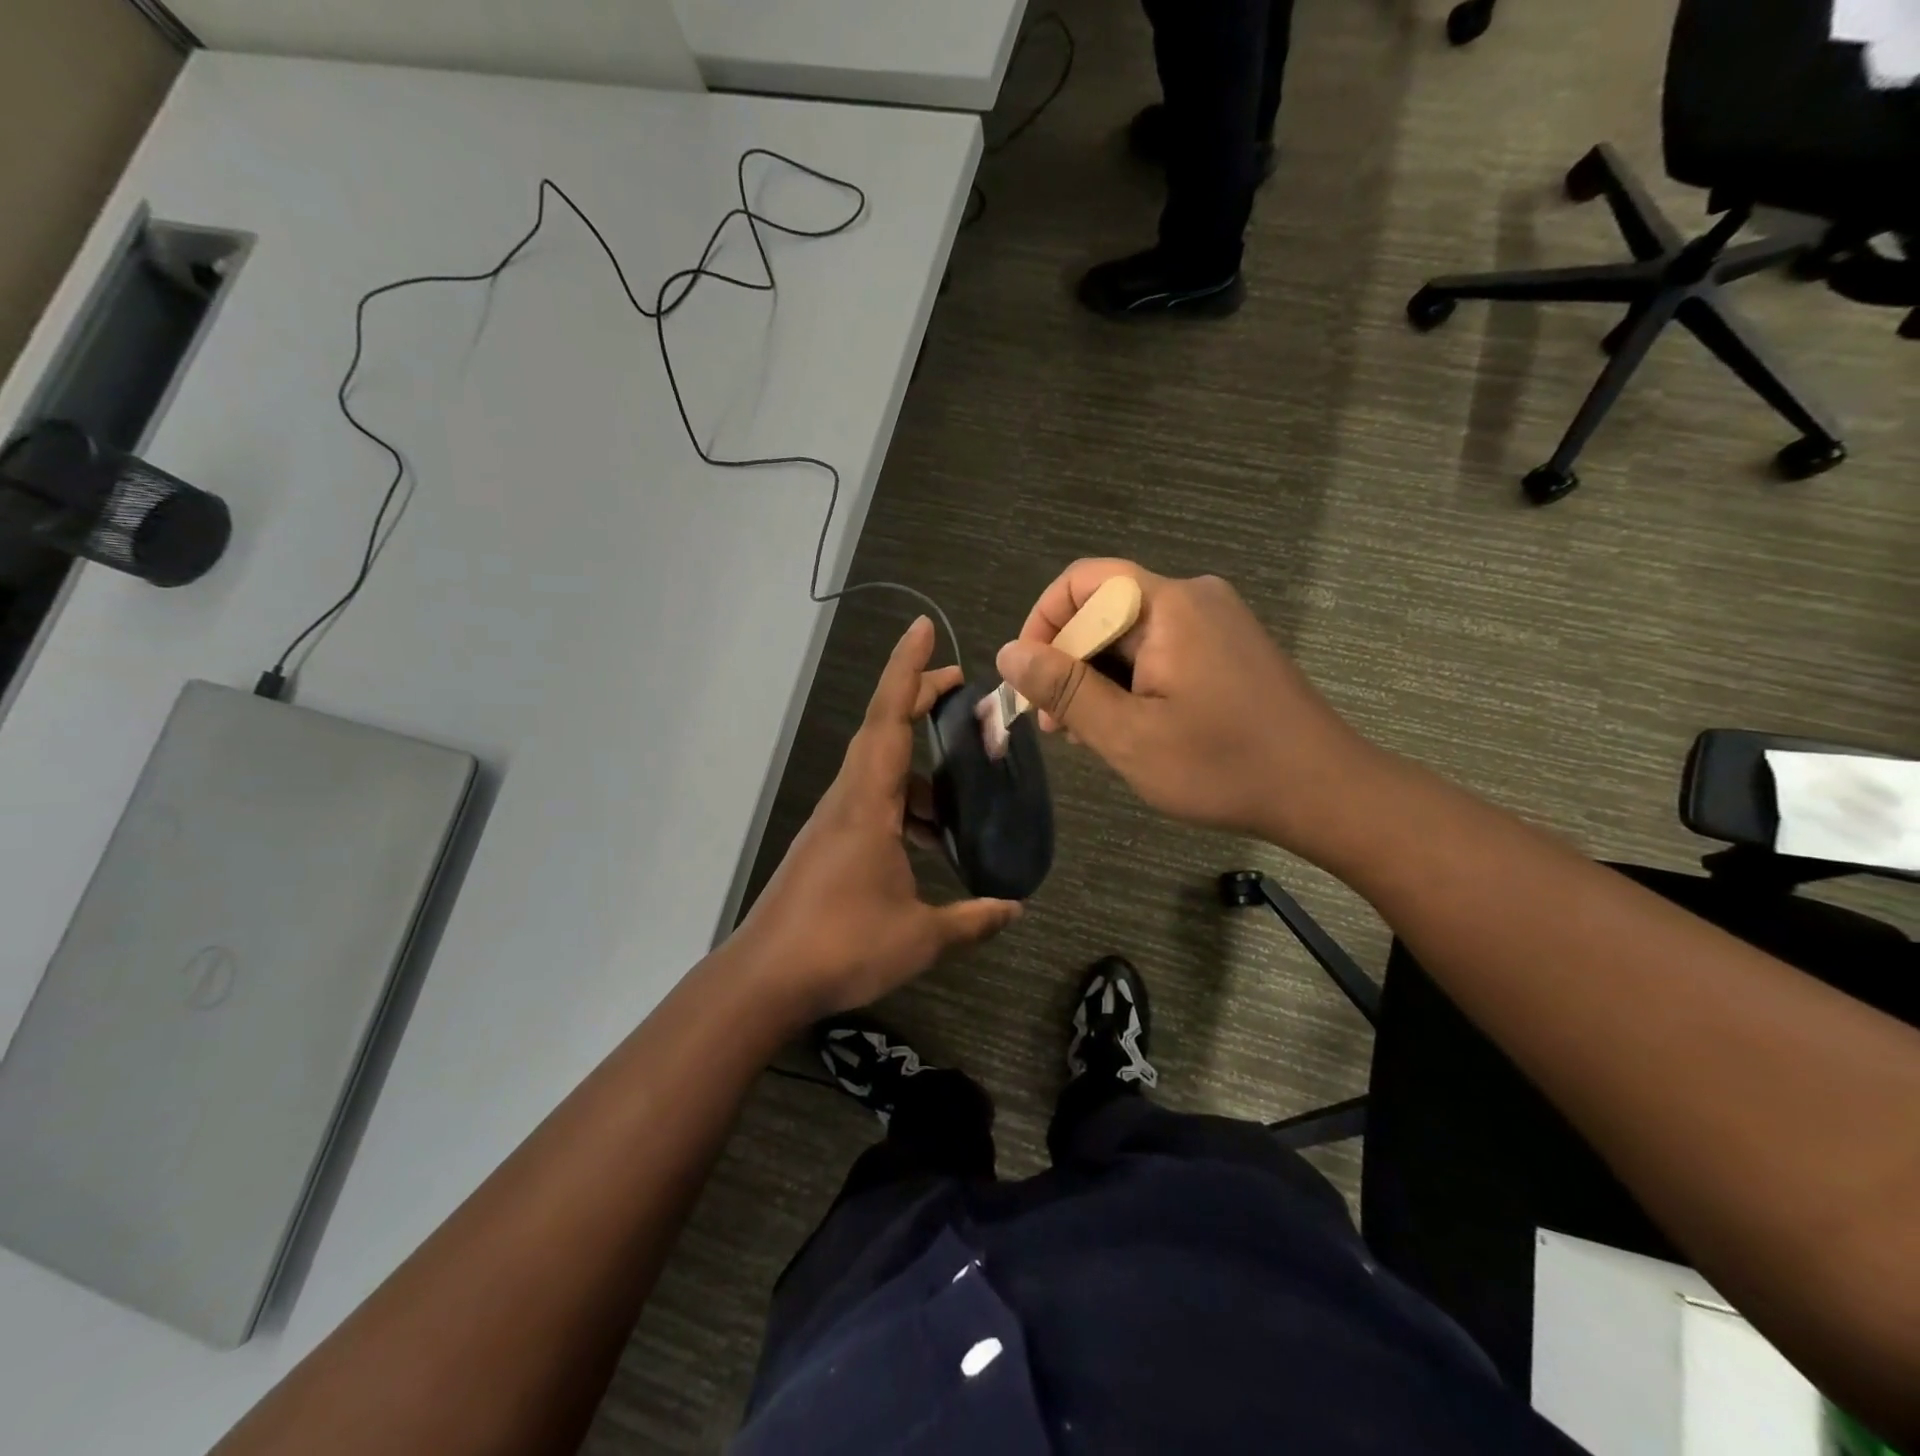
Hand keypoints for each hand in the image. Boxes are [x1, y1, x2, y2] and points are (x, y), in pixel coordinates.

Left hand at [737, 616, 1021, 1020]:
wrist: (766, 978)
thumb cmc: (842, 947)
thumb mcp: (920, 936)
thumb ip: (972, 919)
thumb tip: (1016, 908)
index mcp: (869, 803)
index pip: (889, 718)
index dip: (908, 670)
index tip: (924, 629)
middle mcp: (848, 799)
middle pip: (883, 730)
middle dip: (919, 699)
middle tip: (961, 689)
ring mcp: (835, 821)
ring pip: (880, 771)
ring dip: (919, 769)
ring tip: (962, 793)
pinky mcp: (829, 844)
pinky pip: (873, 803)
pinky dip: (905, 805)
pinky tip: (930, 841)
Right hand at [994, 560, 1377, 852]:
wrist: (1325, 791)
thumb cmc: (1223, 765)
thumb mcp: (1129, 734)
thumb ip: (1064, 689)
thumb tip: (1008, 653)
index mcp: (1168, 605)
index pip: (1081, 583)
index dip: (1042, 624)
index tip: (1029, 682)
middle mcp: (1193, 597)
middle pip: (1104, 609)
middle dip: (1069, 662)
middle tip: (1057, 726)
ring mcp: (1216, 621)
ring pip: (1129, 634)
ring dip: (1098, 677)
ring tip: (1090, 735)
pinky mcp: (1228, 647)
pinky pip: (1160, 648)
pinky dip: (1131, 681)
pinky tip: (1130, 725)